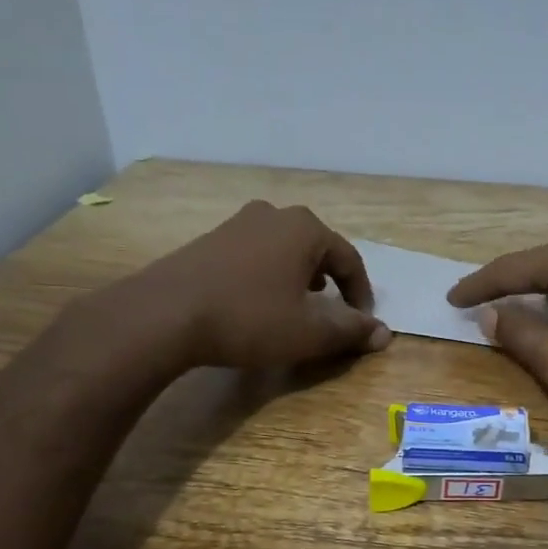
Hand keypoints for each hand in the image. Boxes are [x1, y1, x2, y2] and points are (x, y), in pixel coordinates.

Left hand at [109, 201, 390, 370]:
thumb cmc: (249, 318)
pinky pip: (255, 255)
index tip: (361, 324)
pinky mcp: (209, 240)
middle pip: (317, 248)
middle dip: (331, 281)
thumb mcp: (309, 332)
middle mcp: (274, 215)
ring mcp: (237, 224)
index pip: (349, 260)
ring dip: (299, 277)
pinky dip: (268, 276)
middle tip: (332, 311)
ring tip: (298, 307)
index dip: (361, 295)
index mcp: (305, 229)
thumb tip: (383, 333)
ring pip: (284, 249)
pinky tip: (258, 302)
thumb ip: (351, 331)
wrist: (164, 315)